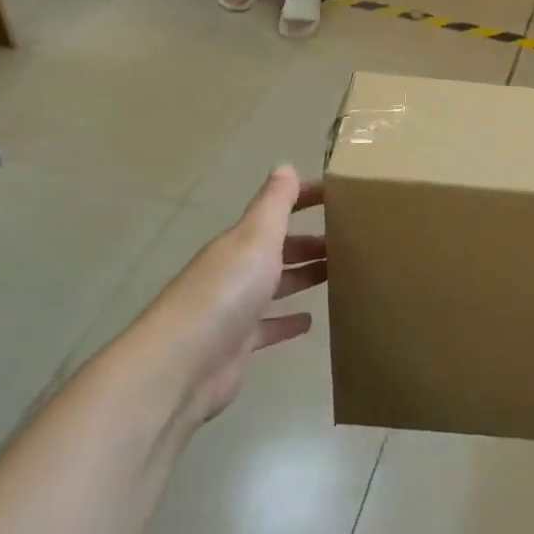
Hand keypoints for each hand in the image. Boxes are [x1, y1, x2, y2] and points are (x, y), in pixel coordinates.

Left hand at [150, 167, 326, 425]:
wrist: (182, 366)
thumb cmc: (226, 291)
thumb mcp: (255, 238)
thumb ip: (274, 204)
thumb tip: (286, 167)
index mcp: (240, 242)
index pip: (276, 210)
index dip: (304, 198)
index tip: (340, 194)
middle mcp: (236, 271)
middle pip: (278, 249)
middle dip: (309, 242)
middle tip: (351, 239)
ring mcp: (236, 309)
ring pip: (276, 285)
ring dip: (303, 276)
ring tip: (339, 272)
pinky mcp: (238, 346)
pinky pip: (269, 327)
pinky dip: (288, 321)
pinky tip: (310, 320)